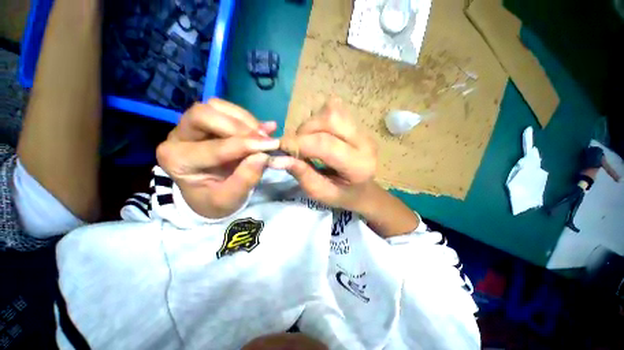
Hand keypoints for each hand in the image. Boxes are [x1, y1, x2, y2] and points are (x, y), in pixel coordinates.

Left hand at [156, 99, 279, 218]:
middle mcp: (178, 138)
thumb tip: (263, 156)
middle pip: (204, 115)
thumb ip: (245, 179)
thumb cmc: (215, 200)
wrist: (208, 195)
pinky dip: (246, 117)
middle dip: (239, 126)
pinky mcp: (205, 122)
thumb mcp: (230, 199)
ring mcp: (190, 126)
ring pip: (215, 107)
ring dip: (244, 119)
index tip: (271, 145)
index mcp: (178, 161)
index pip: (214, 148)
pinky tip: (262, 128)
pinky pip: (224, 109)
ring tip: (263, 135)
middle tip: (264, 139)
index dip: (246, 145)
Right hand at [269, 98, 376, 212]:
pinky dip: (318, 120)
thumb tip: (277, 159)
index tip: (279, 148)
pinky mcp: (357, 123)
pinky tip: (318, 135)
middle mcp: (364, 142)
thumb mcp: (321, 193)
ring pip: (330, 111)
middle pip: (329, 119)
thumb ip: (302, 175)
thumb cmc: (342, 195)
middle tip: (297, 148)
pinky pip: (333, 109)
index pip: (324, 144)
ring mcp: (363, 129)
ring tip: (308, 142)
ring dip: (311, 125)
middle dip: (304, 131)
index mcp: (358, 165)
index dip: (297, 143)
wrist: (363, 188)